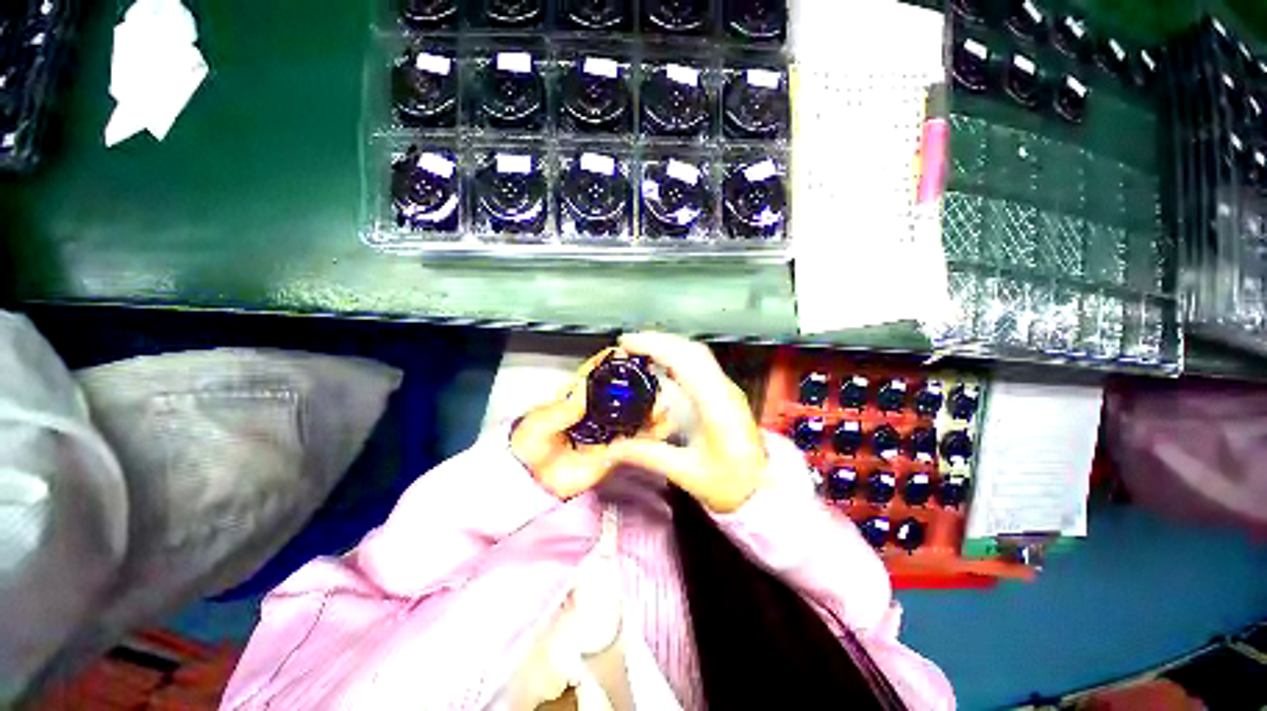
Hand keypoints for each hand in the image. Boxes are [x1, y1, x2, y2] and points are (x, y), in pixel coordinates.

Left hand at [511, 348, 671, 498]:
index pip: (597, 371)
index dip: (613, 359)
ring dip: (649, 407)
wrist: (533, 481)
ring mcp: (608, 427)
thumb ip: (564, 408)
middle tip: (652, 381)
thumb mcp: (542, 422)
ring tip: (660, 406)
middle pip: (622, 389)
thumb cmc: (531, 444)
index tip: (629, 352)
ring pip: (634, 412)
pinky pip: (637, 439)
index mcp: (578, 394)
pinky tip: (660, 428)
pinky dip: (652, 432)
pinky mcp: (616, 448)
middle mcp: (597, 407)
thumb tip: (586, 386)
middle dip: (639, 382)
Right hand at [608, 333, 768, 512]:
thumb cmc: (729, 483)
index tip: (627, 343)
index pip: (686, 362)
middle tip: (627, 343)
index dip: (655, 347)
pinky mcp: (725, 391)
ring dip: (668, 344)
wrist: (763, 488)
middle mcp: (724, 389)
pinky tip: (662, 360)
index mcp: (716, 406)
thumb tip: (612, 448)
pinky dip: (677, 354)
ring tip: (640, 347)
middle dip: (658, 340)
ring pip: (697, 353)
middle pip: (692, 350)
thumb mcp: (686, 474)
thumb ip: (648, 456)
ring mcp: (727, 388)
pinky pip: (700, 362)